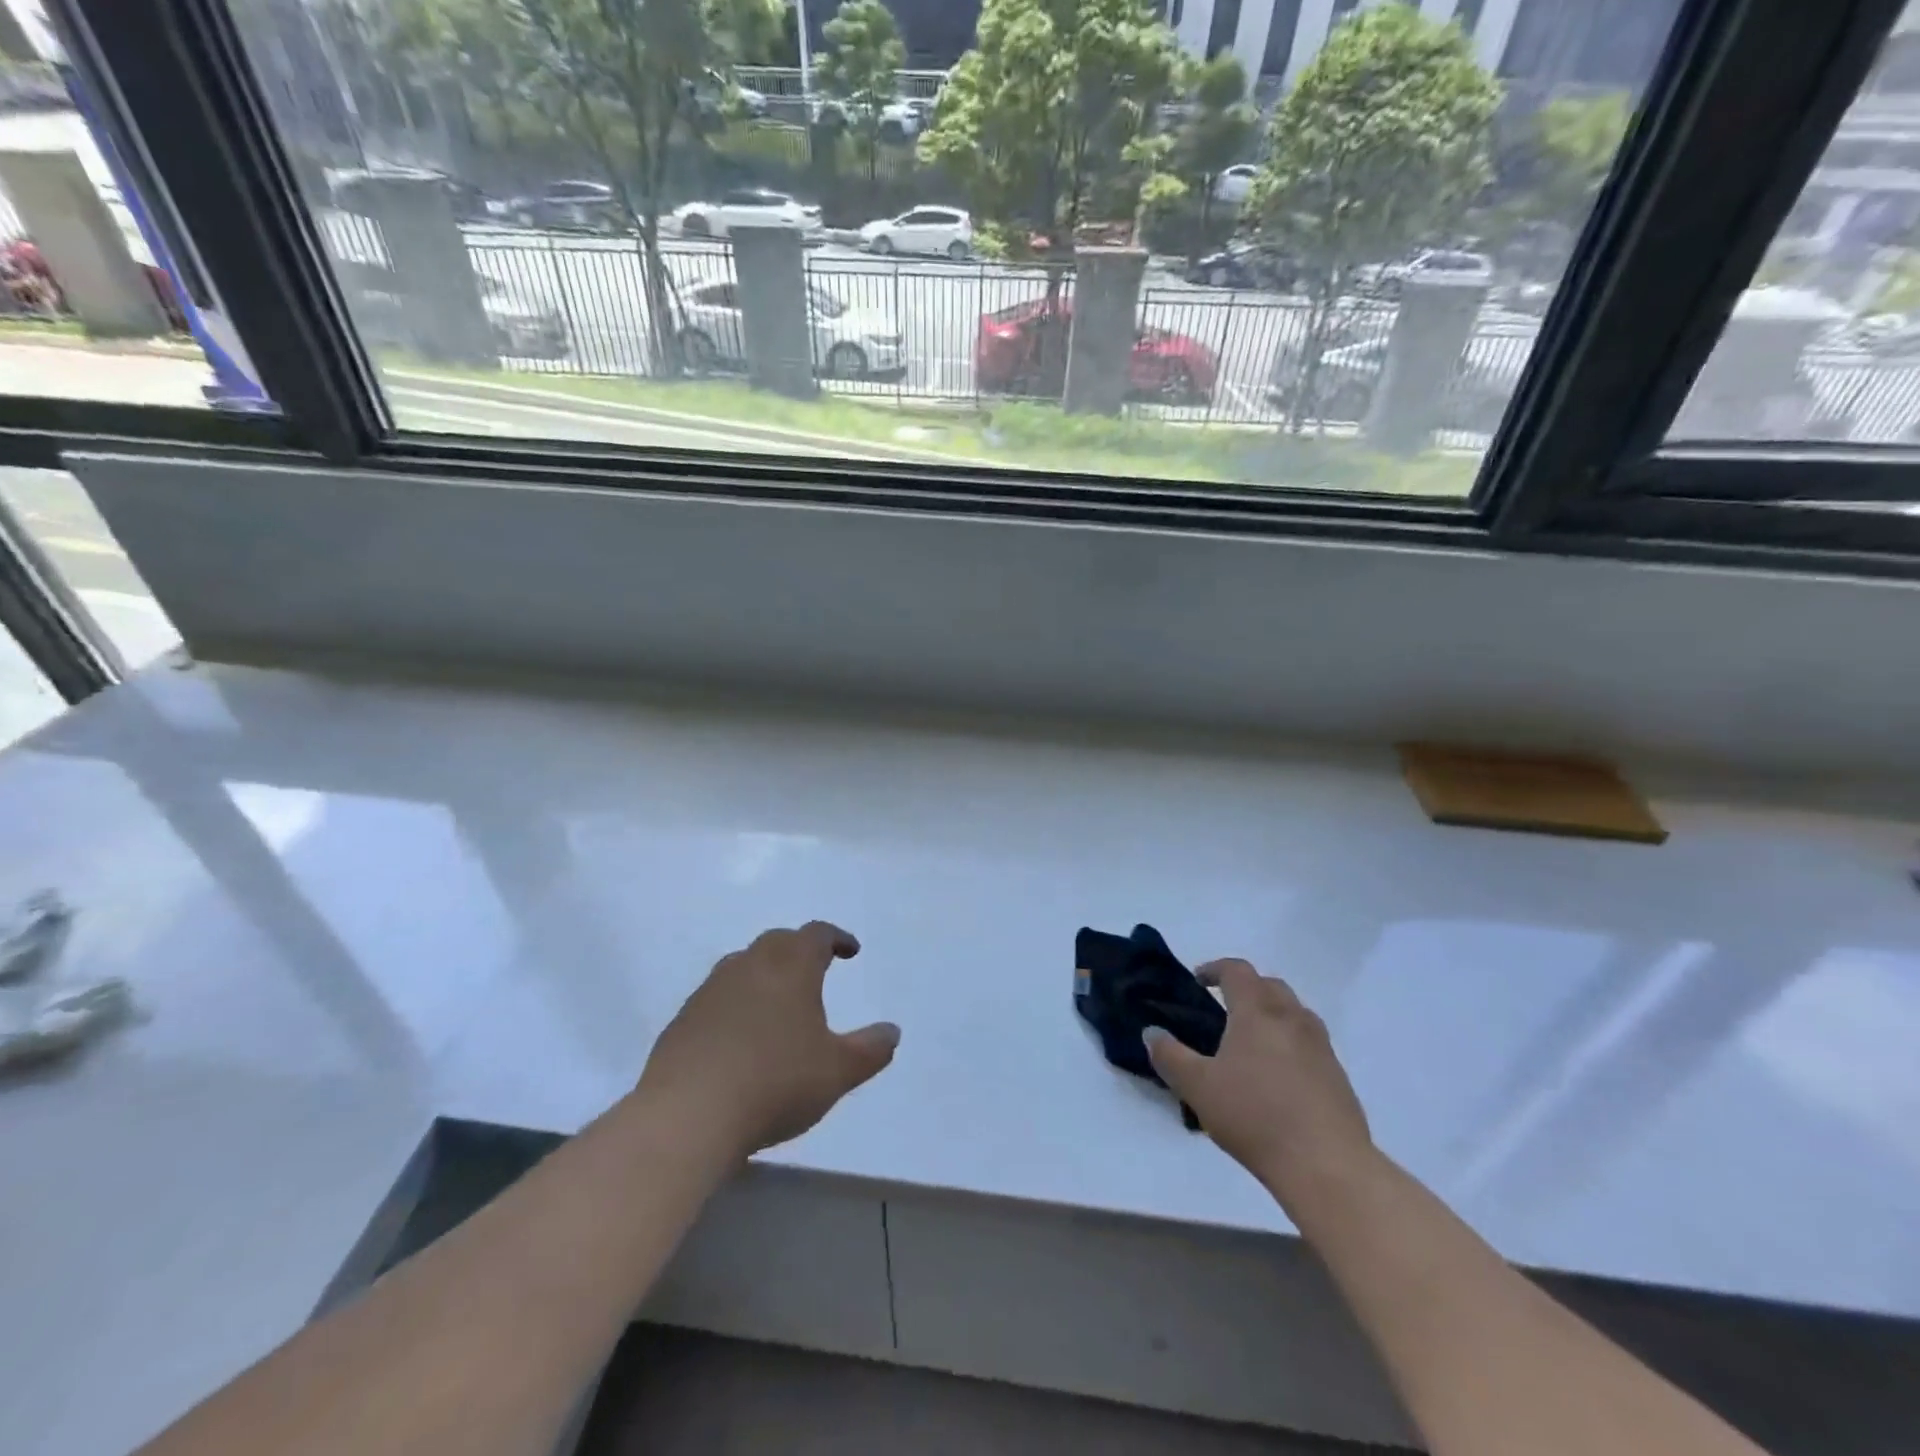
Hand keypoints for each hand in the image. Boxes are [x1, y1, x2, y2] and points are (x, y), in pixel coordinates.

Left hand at [637, 922, 899, 1160]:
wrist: (687, 1115)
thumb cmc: (775, 1083)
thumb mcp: (837, 1072)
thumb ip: (870, 1050)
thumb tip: (892, 1032)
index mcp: (791, 967)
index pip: (817, 934)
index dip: (837, 938)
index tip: (850, 951)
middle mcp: (749, 966)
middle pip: (778, 942)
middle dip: (800, 950)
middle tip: (815, 970)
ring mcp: (710, 991)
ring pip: (743, 966)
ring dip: (765, 974)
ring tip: (778, 1002)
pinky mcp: (682, 1020)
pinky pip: (717, 997)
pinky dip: (735, 1004)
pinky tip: (740, 1037)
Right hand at [1145, 959, 1375, 1225]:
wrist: (1327, 1166)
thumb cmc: (1255, 1116)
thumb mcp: (1197, 1087)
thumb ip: (1170, 1056)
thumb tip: (1151, 1032)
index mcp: (1257, 1012)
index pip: (1237, 970)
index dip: (1215, 969)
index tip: (1198, 981)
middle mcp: (1292, 1019)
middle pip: (1270, 985)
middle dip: (1246, 988)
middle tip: (1225, 1009)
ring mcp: (1321, 1047)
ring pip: (1295, 1012)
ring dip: (1272, 1014)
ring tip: (1252, 1041)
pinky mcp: (1339, 1077)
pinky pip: (1311, 1043)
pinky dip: (1291, 1043)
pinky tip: (1278, 1076)